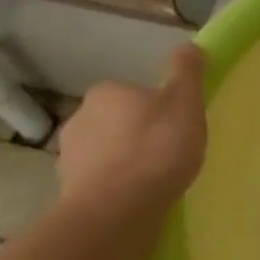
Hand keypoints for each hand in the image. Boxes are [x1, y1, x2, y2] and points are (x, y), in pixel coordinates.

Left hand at [57, 45, 208, 215]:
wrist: (117, 212)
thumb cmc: (156, 148)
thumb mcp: (185, 102)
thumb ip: (187, 72)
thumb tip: (190, 46)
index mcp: (105, 94)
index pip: (132, 93)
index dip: (156, 108)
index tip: (176, 125)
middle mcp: (79, 120)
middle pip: (117, 123)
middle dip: (138, 135)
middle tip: (170, 153)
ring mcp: (69, 160)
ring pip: (106, 155)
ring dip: (126, 164)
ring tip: (156, 181)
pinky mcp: (69, 194)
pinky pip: (101, 184)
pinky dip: (117, 189)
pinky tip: (140, 201)